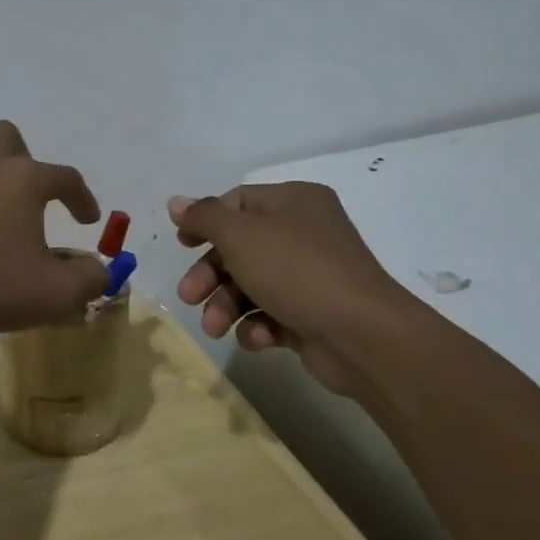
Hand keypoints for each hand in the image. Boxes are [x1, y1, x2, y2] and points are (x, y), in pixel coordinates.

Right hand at [169, 184, 414, 386]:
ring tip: (215, 328)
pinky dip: (258, 325)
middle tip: (188, 296)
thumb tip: (176, 203)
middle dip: (210, 275)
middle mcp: (304, 233)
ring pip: (251, 284)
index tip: (182, 244)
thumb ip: (204, 217)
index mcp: (294, 202)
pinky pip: (272, 313)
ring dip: (226, 305)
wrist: (363, 337)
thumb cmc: (297, 271)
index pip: (238, 202)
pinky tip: (258, 338)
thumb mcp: (241, 235)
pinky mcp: (313, 314)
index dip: (206, 222)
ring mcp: (311, 276)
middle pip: (239, 247)